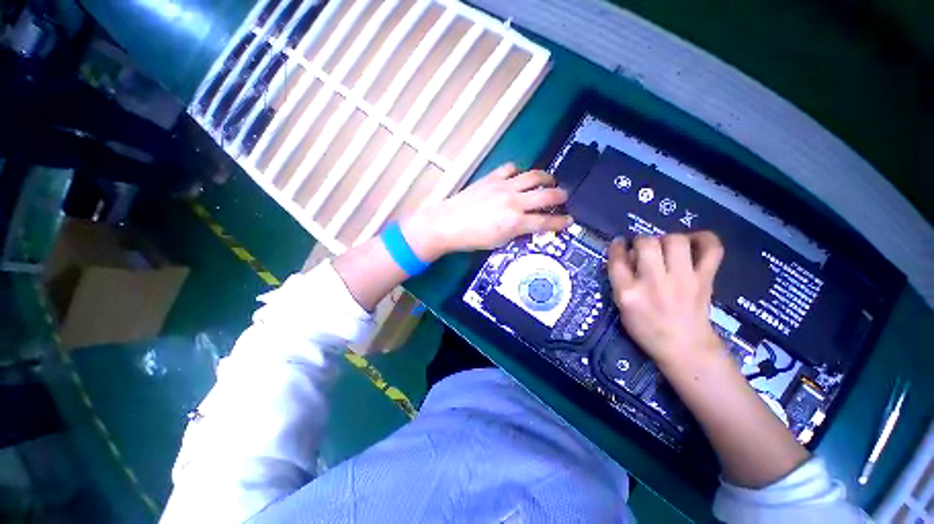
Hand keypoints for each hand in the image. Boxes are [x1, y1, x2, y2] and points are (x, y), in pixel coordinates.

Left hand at [401, 163, 572, 260]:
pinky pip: (511, 168)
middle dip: (560, 197)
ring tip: (549, 181)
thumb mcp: (499, 242)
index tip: (569, 220)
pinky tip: (519, 177)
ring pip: (533, 176)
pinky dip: (519, 172)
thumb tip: (530, 225)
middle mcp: (514, 202)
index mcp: (515, 222)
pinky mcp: (492, 178)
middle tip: (564, 198)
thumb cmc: (472, 239)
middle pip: (546, 195)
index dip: (560, 222)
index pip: (545, 222)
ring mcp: (503, 186)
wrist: (447, 224)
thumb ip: (518, 232)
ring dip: (545, 178)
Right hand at [607, 232, 724, 370]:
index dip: (616, 247)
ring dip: (667, 239)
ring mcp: (683, 280)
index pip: (617, 260)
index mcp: (629, 293)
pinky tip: (693, 243)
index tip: (619, 244)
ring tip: (666, 249)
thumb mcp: (622, 307)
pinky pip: (711, 249)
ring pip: (675, 240)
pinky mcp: (705, 279)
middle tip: (644, 249)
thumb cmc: (647, 329)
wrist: (686, 347)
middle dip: (641, 241)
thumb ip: (620, 280)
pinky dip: (704, 239)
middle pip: (646, 243)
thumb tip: (627, 254)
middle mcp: (654, 283)